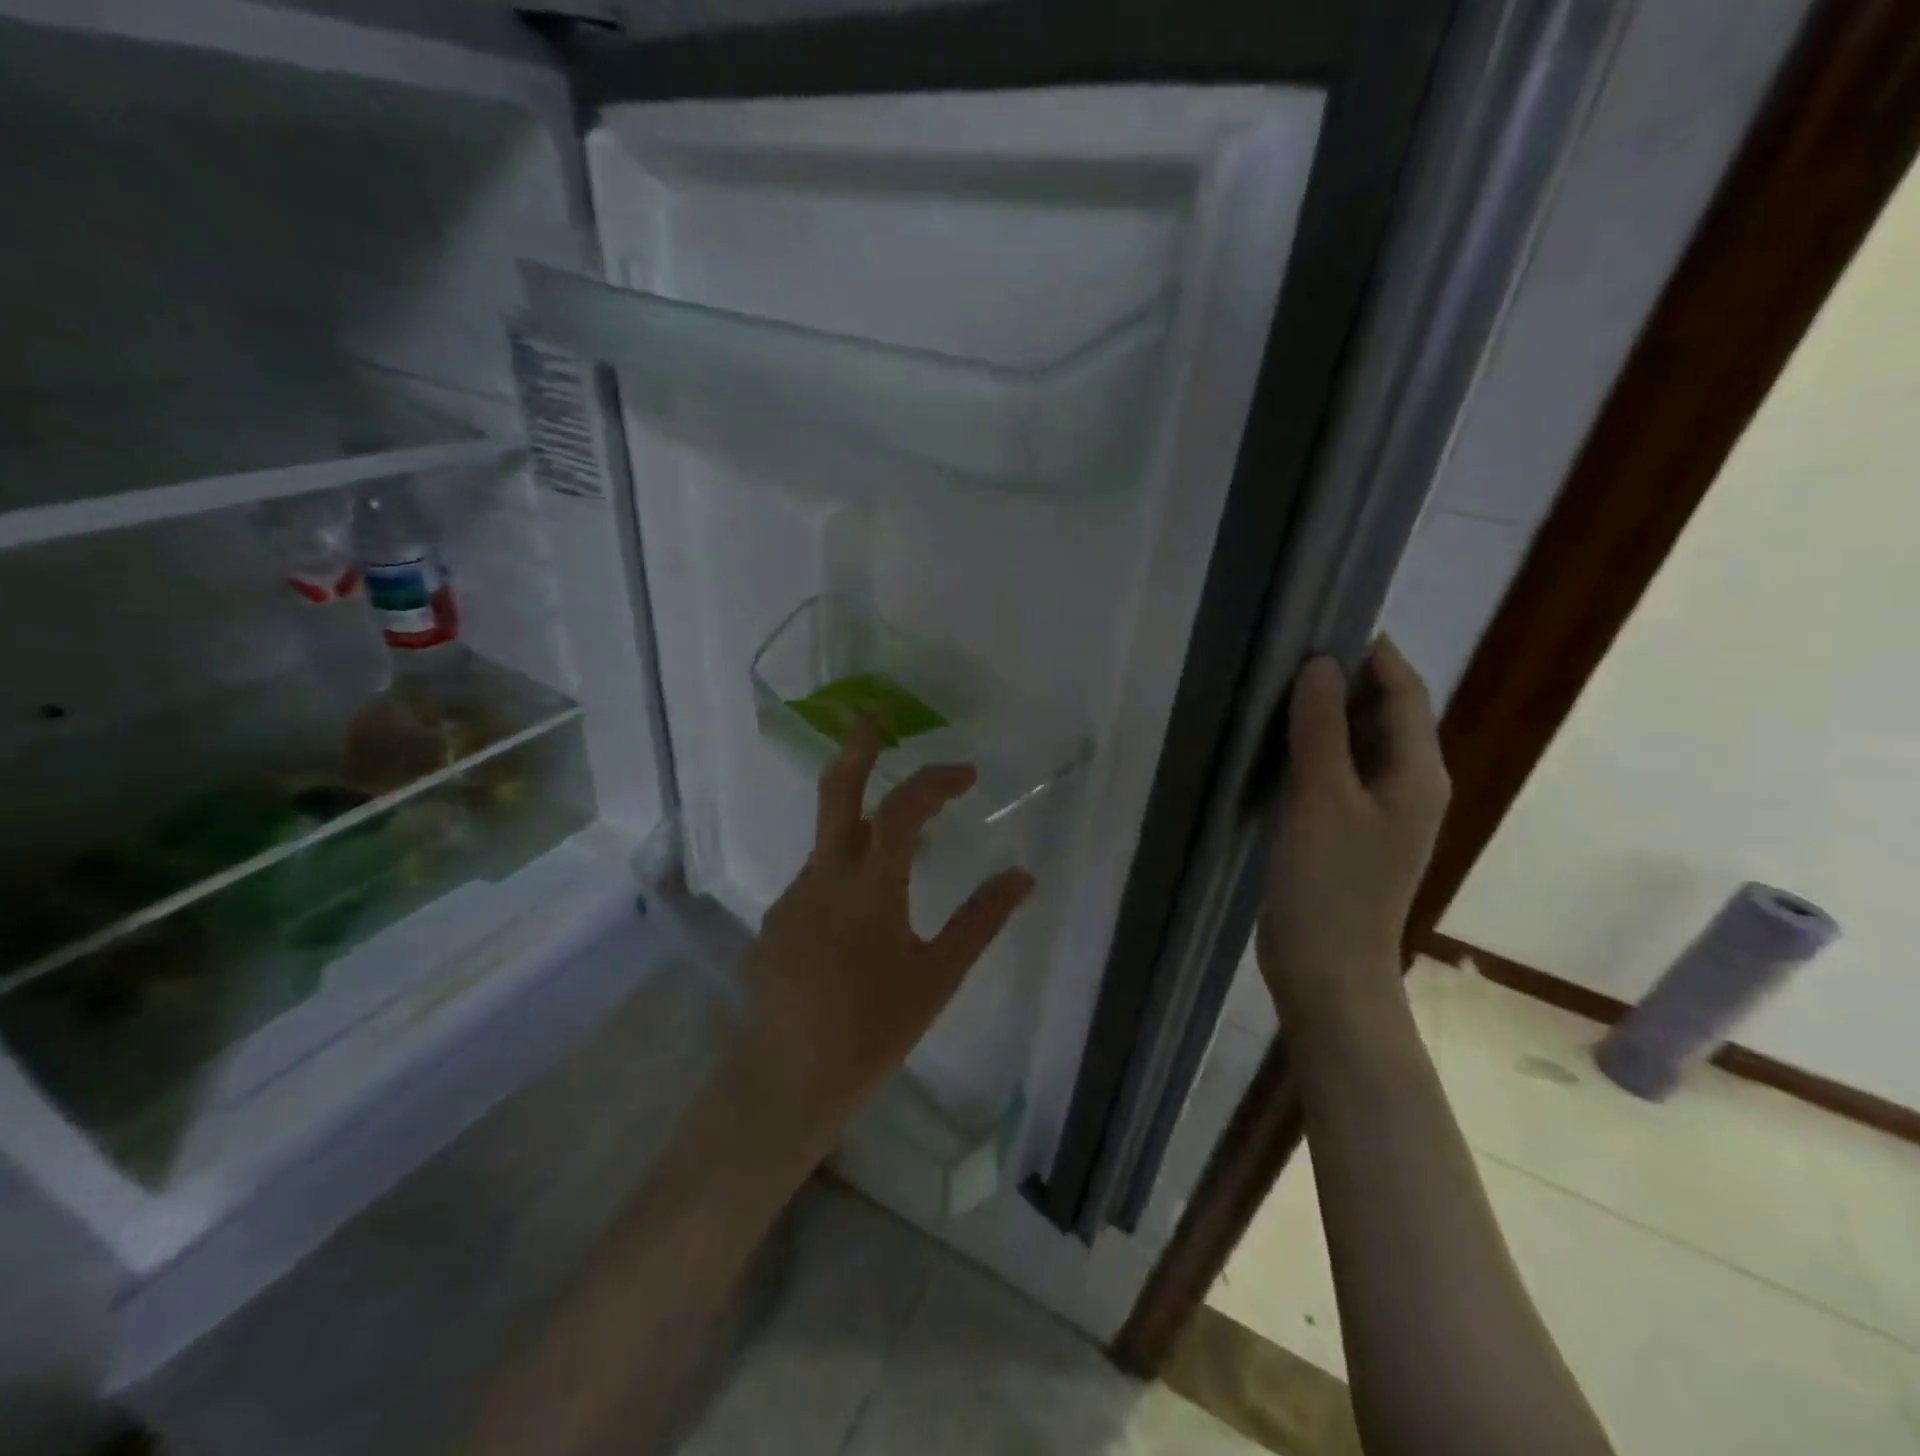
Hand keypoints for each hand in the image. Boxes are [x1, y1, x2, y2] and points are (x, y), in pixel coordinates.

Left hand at [734, 717, 1035, 1157]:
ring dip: (863, 827)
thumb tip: (1023, 876)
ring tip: (901, 855)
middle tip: (877, 715)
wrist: (786, 1082)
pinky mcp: (776, 920)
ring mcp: (791, 897)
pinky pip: (817, 879)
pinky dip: (845, 873)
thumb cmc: (872, 1033)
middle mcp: (822, 879)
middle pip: (836, 792)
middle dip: (858, 747)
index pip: (901, 812)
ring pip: (830, 842)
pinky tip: (862, 920)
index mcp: (869, 890)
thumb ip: (980, 921)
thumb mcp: (937, 978)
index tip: (966, 774)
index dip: (934, 781)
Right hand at [1258, 637, 1449, 1022]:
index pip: (1404, 692)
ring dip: (1324, 716)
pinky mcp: (1347, 832)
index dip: (1373, 653)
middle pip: (1383, 715)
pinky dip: (1311, 751)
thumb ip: (1322, 728)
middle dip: (1344, 679)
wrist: (1327, 968)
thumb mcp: (1321, 797)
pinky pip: (1334, 775)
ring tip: (1275, 687)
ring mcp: (1377, 812)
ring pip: (1356, 745)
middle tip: (1288, 651)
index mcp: (1418, 773)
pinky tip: (1273, 745)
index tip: (1326, 620)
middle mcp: (1407, 786)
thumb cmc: (1329, 882)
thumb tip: (1322, 664)